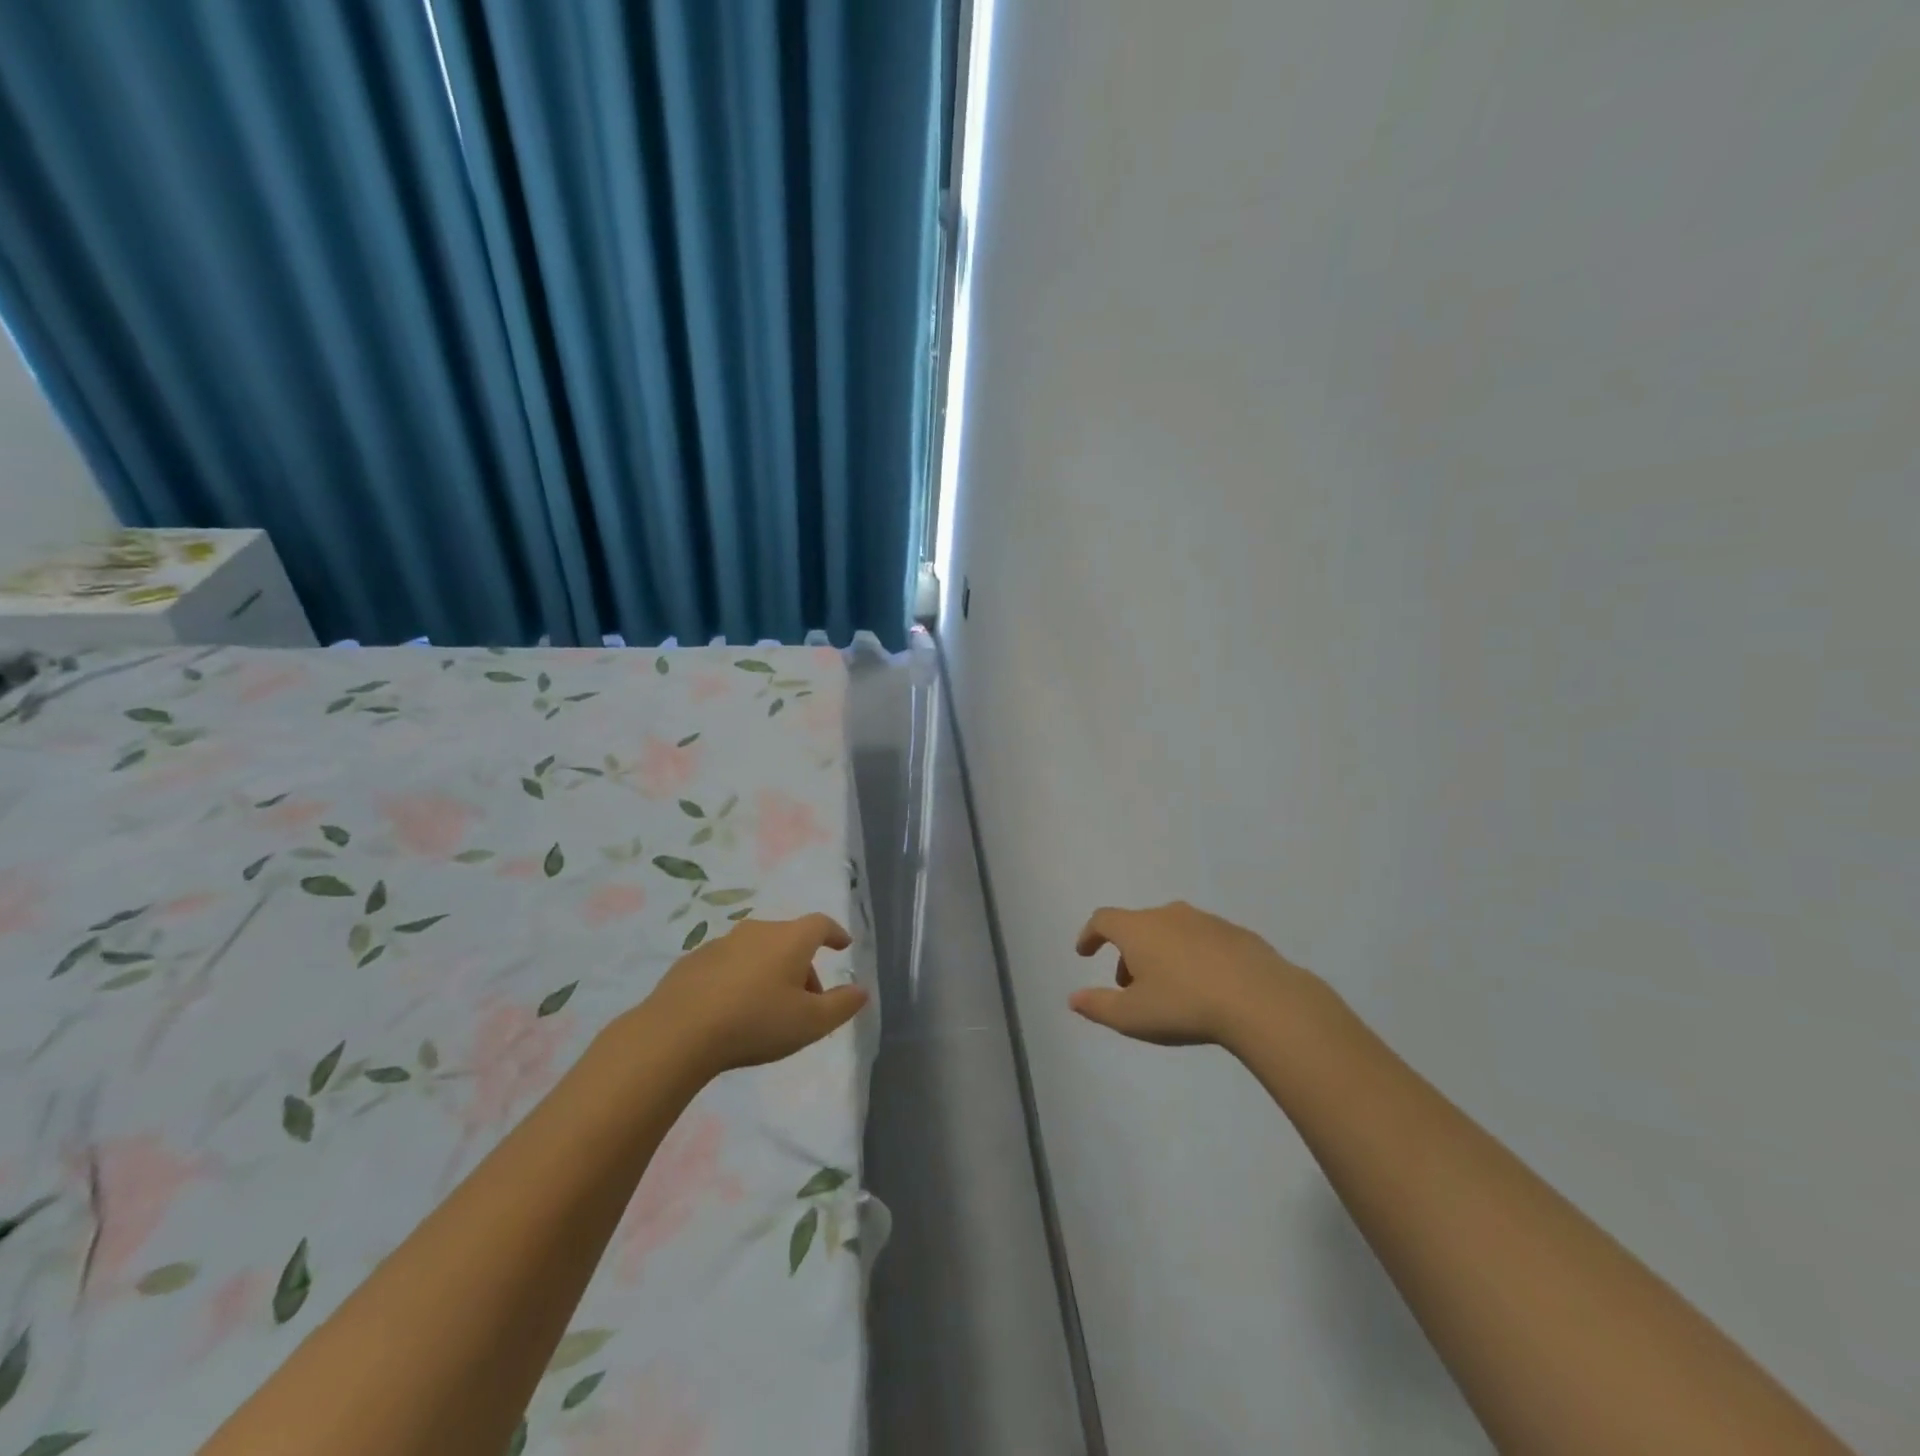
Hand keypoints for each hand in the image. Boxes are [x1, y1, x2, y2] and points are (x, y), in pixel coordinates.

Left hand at [639, 914, 866, 1079]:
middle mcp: (758, 931)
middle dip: (803, 964)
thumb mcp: (810, 1023)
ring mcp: (722, 943)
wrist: (678, 1032)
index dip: (835, 933)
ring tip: (769, 1007)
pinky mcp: (694, 961)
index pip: (821, 924)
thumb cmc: (756, 1022)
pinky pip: (729, 964)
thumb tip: (861, 990)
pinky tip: (733, 1009)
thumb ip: (842, 1005)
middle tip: (808, 999)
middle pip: (790, 939)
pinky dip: (740, 979)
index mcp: (790, 939)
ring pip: (758, 951)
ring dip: (770, 971)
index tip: (843, 945)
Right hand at [1069, 901, 1323, 1049]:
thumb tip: (1073, 998)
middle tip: (1128, 984)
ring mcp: (1204, 920)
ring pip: (1170, 930)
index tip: (1085, 952)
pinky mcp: (1234, 933)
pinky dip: (1191, 955)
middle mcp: (1167, 915)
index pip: (1103, 920)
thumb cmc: (1184, 1006)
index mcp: (1137, 929)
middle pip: (1137, 925)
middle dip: (1127, 952)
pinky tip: (1203, 985)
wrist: (1260, 999)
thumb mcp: (1132, 1017)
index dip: (1090, 934)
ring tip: (1167, 987)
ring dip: (1159, 952)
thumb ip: (1098, 1006)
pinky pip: (1201, 939)